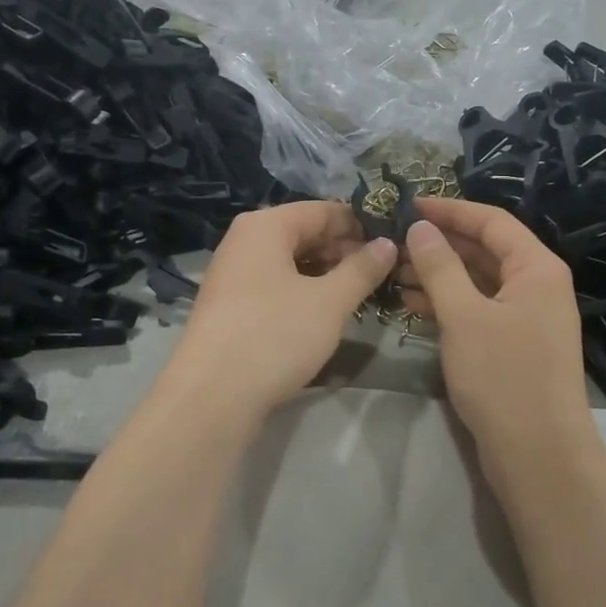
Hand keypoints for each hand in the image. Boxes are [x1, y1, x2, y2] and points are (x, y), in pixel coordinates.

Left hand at [160, 202, 396, 421]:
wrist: (212, 396)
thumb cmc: (275, 335)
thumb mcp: (330, 302)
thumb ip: (362, 269)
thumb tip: (388, 244)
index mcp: (265, 226)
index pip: (323, 210)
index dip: (360, 224)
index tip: (393, 244)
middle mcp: (244, 241)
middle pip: (304, 233)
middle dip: (343, 250)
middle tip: (381, 273)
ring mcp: (233, 274)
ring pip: (290, 261)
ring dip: (325, 273)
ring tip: (359, 294)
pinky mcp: (231, 305)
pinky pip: (275, 284)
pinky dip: (303, 291)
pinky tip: (326, 312)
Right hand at [400, 198, 595, 474]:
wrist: (538, 455)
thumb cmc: (503, 377)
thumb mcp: (464, 316)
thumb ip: (440, 267)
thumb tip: (420, 228)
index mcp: (536, 268)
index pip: (491, 221)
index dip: (450, 210)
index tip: (409, 205)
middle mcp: (537, 285)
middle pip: (486, 250)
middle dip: (441, 244)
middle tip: (394, 240)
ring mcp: (527, 317)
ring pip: (479, 282)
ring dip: (439, 275)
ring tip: (394, 272)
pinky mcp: (514, 345)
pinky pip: (478, 310)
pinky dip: (448, 304)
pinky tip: (412, 304)